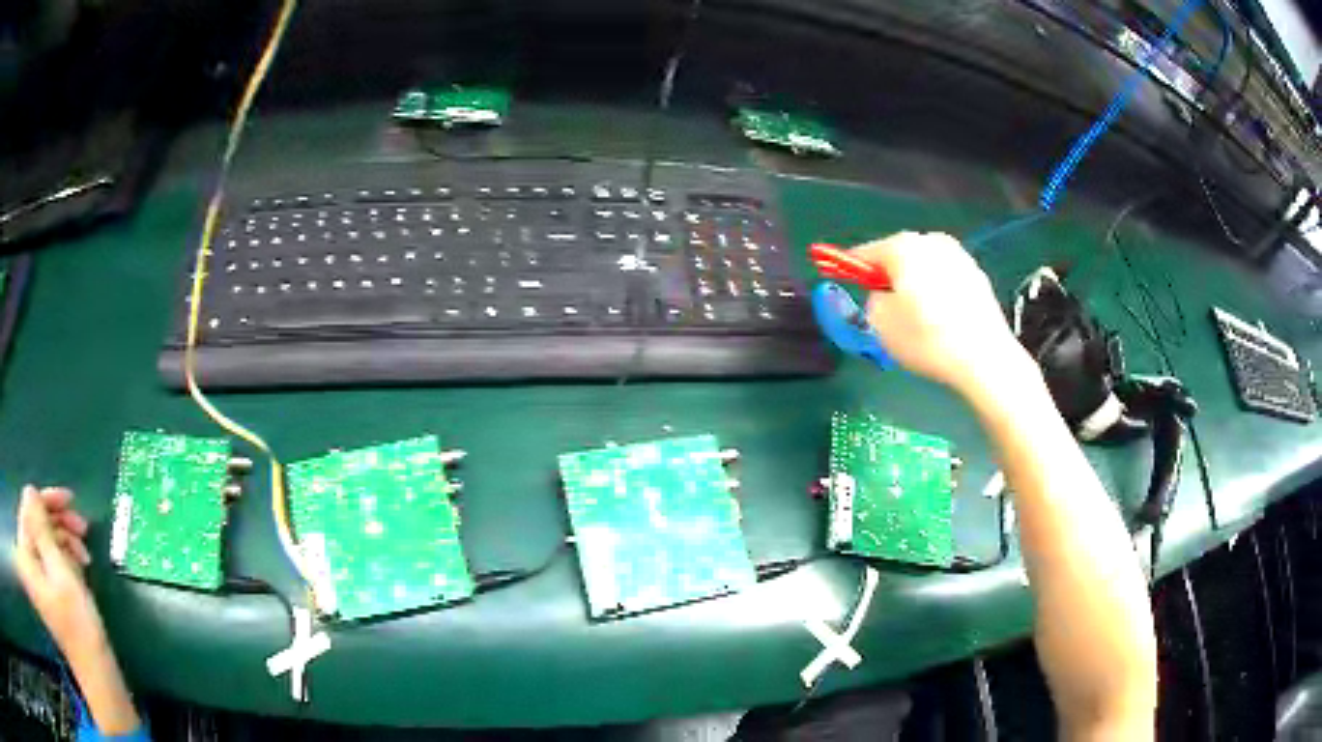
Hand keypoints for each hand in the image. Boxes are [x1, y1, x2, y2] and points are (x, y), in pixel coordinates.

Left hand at [13, 485, 105, 663]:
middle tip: (83, 527)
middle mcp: (26, 563)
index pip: (28, 509)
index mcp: (25, 556)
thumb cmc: (77, 625)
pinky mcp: (44, 591)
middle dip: (58, 523)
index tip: (69, 499)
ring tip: (85, 552)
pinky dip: (62, 556)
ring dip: (63, 540)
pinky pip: (48, 559)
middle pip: (35, 524)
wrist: (95, 673)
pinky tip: (80, 564)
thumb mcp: (60, 570)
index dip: (46, 500)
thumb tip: (31, 492)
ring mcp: (35, 580)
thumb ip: (40, 527)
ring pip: (43, 541)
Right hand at [852, 232, 1032, 394]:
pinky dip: (938, 294)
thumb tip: (883, 297)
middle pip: (899, 257)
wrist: (984, 358)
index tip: (844, 281)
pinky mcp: (978, 278)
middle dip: (890, 277)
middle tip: (884, 306)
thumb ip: (872, 301)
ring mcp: (959, 257)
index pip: (866, 253)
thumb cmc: (926, 338)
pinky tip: (940, 321)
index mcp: (903, 247)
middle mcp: (931, 242)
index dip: (852, 268)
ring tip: (916, 319)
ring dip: (916, 285)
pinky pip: (946, 281)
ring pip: (925, 268)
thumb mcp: (879, 324)